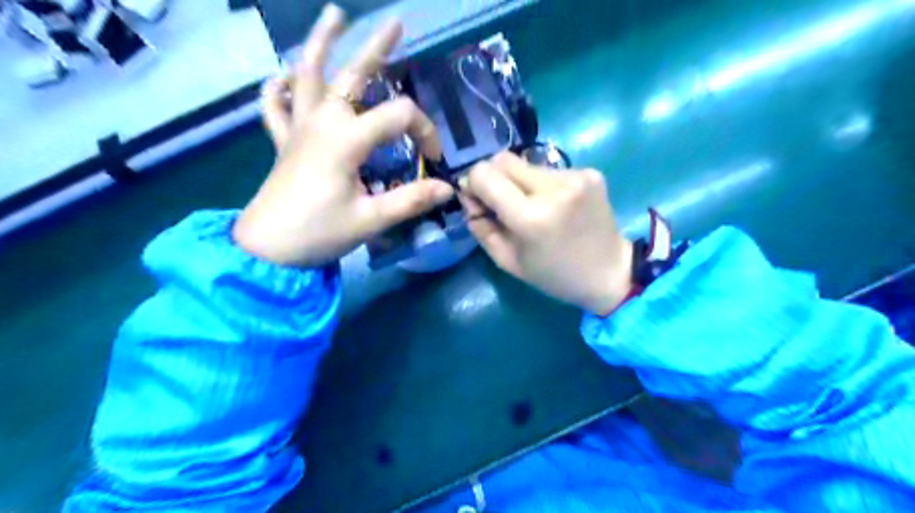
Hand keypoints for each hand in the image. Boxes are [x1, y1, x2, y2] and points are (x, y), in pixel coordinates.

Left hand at [233, 4, 452, 267]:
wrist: (268, 249)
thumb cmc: (320, 233)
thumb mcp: (372, 219)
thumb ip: (412, 200)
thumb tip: (448, 189)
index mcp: (346, 139)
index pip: (398, 118)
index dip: (424, 132)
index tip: (434, 159)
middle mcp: (322, 122)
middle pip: (352, 75)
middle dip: (376, 48)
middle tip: (394, 21)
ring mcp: (298, 128)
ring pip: (307, 76)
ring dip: (320, 44)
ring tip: (333, 16)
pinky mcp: (283, 142)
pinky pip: (275, 107)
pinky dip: (279, 88)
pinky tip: (282, 77)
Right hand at [466, 151, 629, 315]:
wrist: (611, 272)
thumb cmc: (554, 275)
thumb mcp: (508, 261)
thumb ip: (481, 226)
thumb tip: (468, 196)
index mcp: (531, 217)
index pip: (483, 174)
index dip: (474, 184)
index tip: (479, 201)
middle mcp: (554, 188)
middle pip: (503, 159)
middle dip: (494, 178)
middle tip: (502, 203)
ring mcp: (575, 176)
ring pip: (526, 163)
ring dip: (519, 181)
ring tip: (534, 206)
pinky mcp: (590, 172)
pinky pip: (548, 168)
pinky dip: (542, 184)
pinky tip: (555, 204)